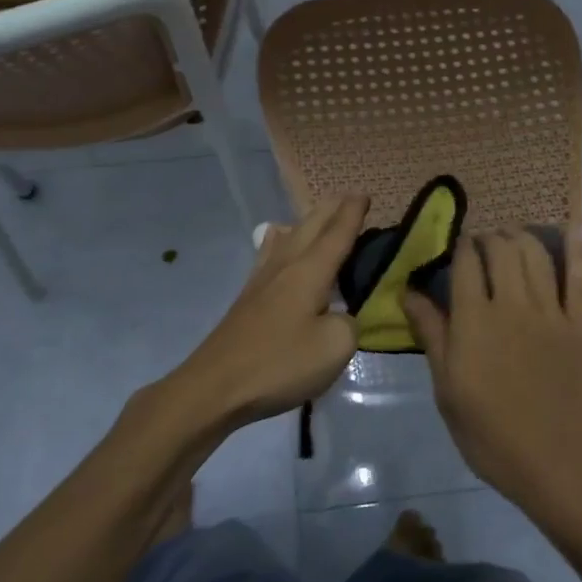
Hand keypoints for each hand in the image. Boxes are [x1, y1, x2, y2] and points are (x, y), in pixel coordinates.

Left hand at [164, 193, 367, 429]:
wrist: (216, 387)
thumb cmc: (280, 363)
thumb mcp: (335, 347)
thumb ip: (349, 323)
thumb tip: (341, 316)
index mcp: (310, 271)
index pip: (337, 233)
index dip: (353, 213)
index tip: (365, 194)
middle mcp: (286, 266)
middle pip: (311, 226)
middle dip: (332, 209)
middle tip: (350, 199)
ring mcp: (262, 280)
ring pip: (289, 237)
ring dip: (308, 222)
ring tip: (319, 216)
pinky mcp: (249, 298)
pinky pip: (271, 253)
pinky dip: (283, 240)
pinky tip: (277, 241)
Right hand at [404, 228, 581, 513]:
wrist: (555, 462)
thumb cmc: (489, 433)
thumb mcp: (446, 389)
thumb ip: (431, 334)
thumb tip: (408, 292)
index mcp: (474, 320)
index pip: (464, 262)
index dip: (459, 245)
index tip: (455, 246)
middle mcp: (511, 304)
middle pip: (501, 248)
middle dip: (488, 238)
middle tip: (482, 245)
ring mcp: (550, 312)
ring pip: (535, 254)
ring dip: (521, 237)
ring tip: (512, 239)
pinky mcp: (580, 324)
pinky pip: (579, 277)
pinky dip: (576, 248)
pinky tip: (572, 227)